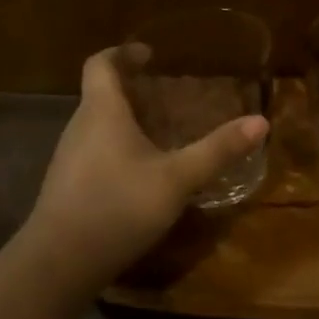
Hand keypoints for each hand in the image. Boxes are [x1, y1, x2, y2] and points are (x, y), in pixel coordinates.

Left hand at [25, 48, 267, 289]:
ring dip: (126, 119)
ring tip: (161, 131)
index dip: (122, 52)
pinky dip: (118, 147)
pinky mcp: (67, 186)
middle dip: (132, 88)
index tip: (149, 54)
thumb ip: (217, 150)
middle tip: (169, 95)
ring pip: (97, 124)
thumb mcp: (177, 179)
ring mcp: (69, 159)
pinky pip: (94, 151)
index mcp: (101, 112)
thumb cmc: (117, 207)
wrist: (58, 265)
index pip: (101, 64)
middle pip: (100, 93)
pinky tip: (142, 172)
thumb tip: (261, 122)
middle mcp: (79, 127)